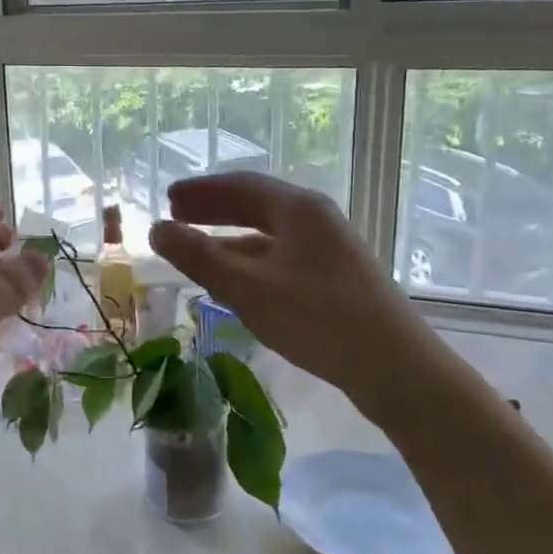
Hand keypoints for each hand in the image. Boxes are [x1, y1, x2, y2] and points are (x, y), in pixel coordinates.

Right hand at [149, 173, 439, 425]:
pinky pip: (282, 256)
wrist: (397, 368)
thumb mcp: (247, 288)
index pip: (240, 184)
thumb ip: (198, 257)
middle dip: (213, 210)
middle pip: (256, 204)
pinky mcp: (337, 278)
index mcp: (297, 209)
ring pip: (269, 233)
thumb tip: (156, 229)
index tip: (168, 198)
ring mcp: (330, 249)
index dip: (200, 190)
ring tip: (197, 251)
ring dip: (230, 238)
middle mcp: (316, 219)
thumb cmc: (317, 318)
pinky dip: (251, 261)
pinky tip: (237, 283)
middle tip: (177, 216)